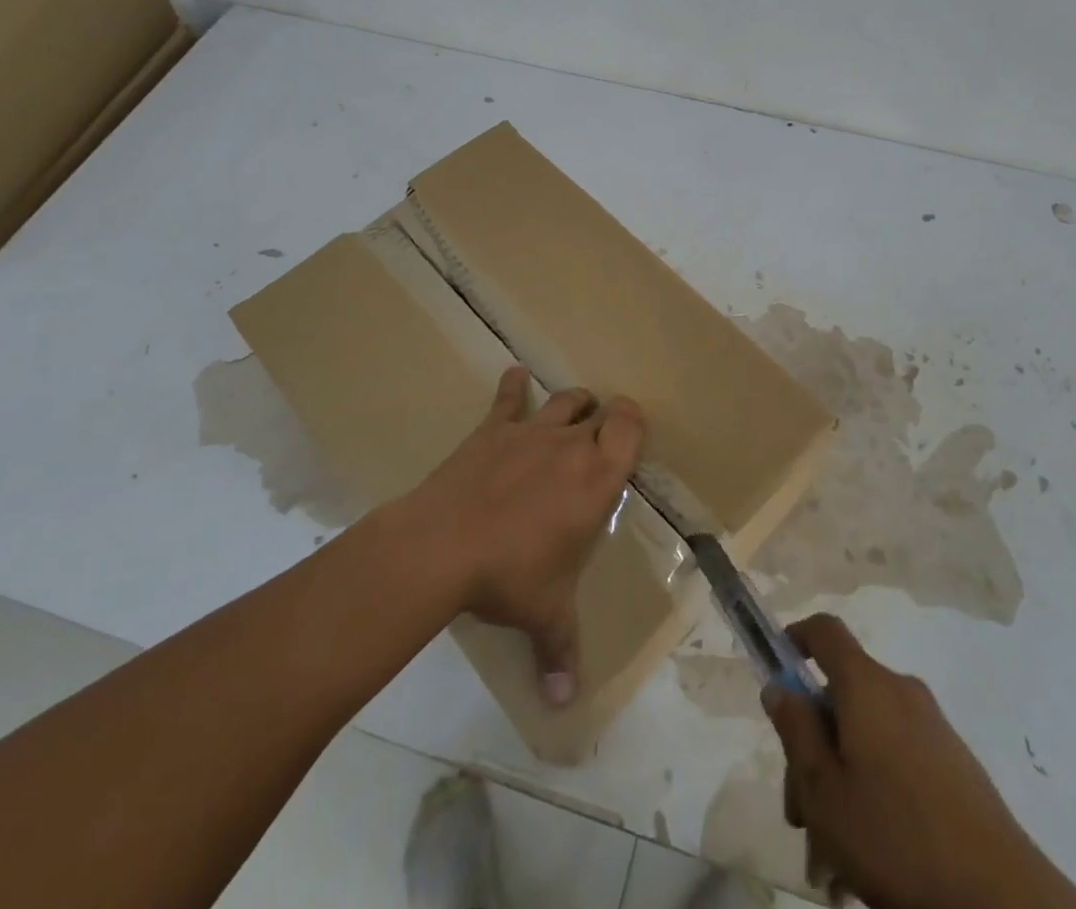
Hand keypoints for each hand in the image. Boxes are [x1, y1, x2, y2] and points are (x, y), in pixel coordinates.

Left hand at [403, 367, 643, 704]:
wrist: (443, 545)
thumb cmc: (510, 575)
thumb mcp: (544, 614)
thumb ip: (560, 651)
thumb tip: (564, 701)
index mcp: (596, 479)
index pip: (629, 428)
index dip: (633, 421)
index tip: (629, 430)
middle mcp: (571, 446)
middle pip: (599, 411)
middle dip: (605, 417)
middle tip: (601, 433)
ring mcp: (530, 432)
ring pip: (564, 400)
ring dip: (574, 403)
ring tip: (575, 409)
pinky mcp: (491, 430)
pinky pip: (507, 398)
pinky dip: (512, 386)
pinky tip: (514, 374)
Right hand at [765, 615, 1075, 908]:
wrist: (999, 898)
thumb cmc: (896, 837)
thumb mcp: (824, 791)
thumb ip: (796, 731)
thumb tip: (779, 686)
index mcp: (866, 685)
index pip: (825, 630)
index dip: (795, 639)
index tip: (777, 674)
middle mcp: (900, 692)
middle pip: (841, 698)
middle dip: (812, 751)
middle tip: (800, 817)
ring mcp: (931, 728)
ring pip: (866, 740)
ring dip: (840, 785)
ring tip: (830, 861)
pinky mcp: (954, 765)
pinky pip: (896, 761)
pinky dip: (873, 795)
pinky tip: (867, 861)